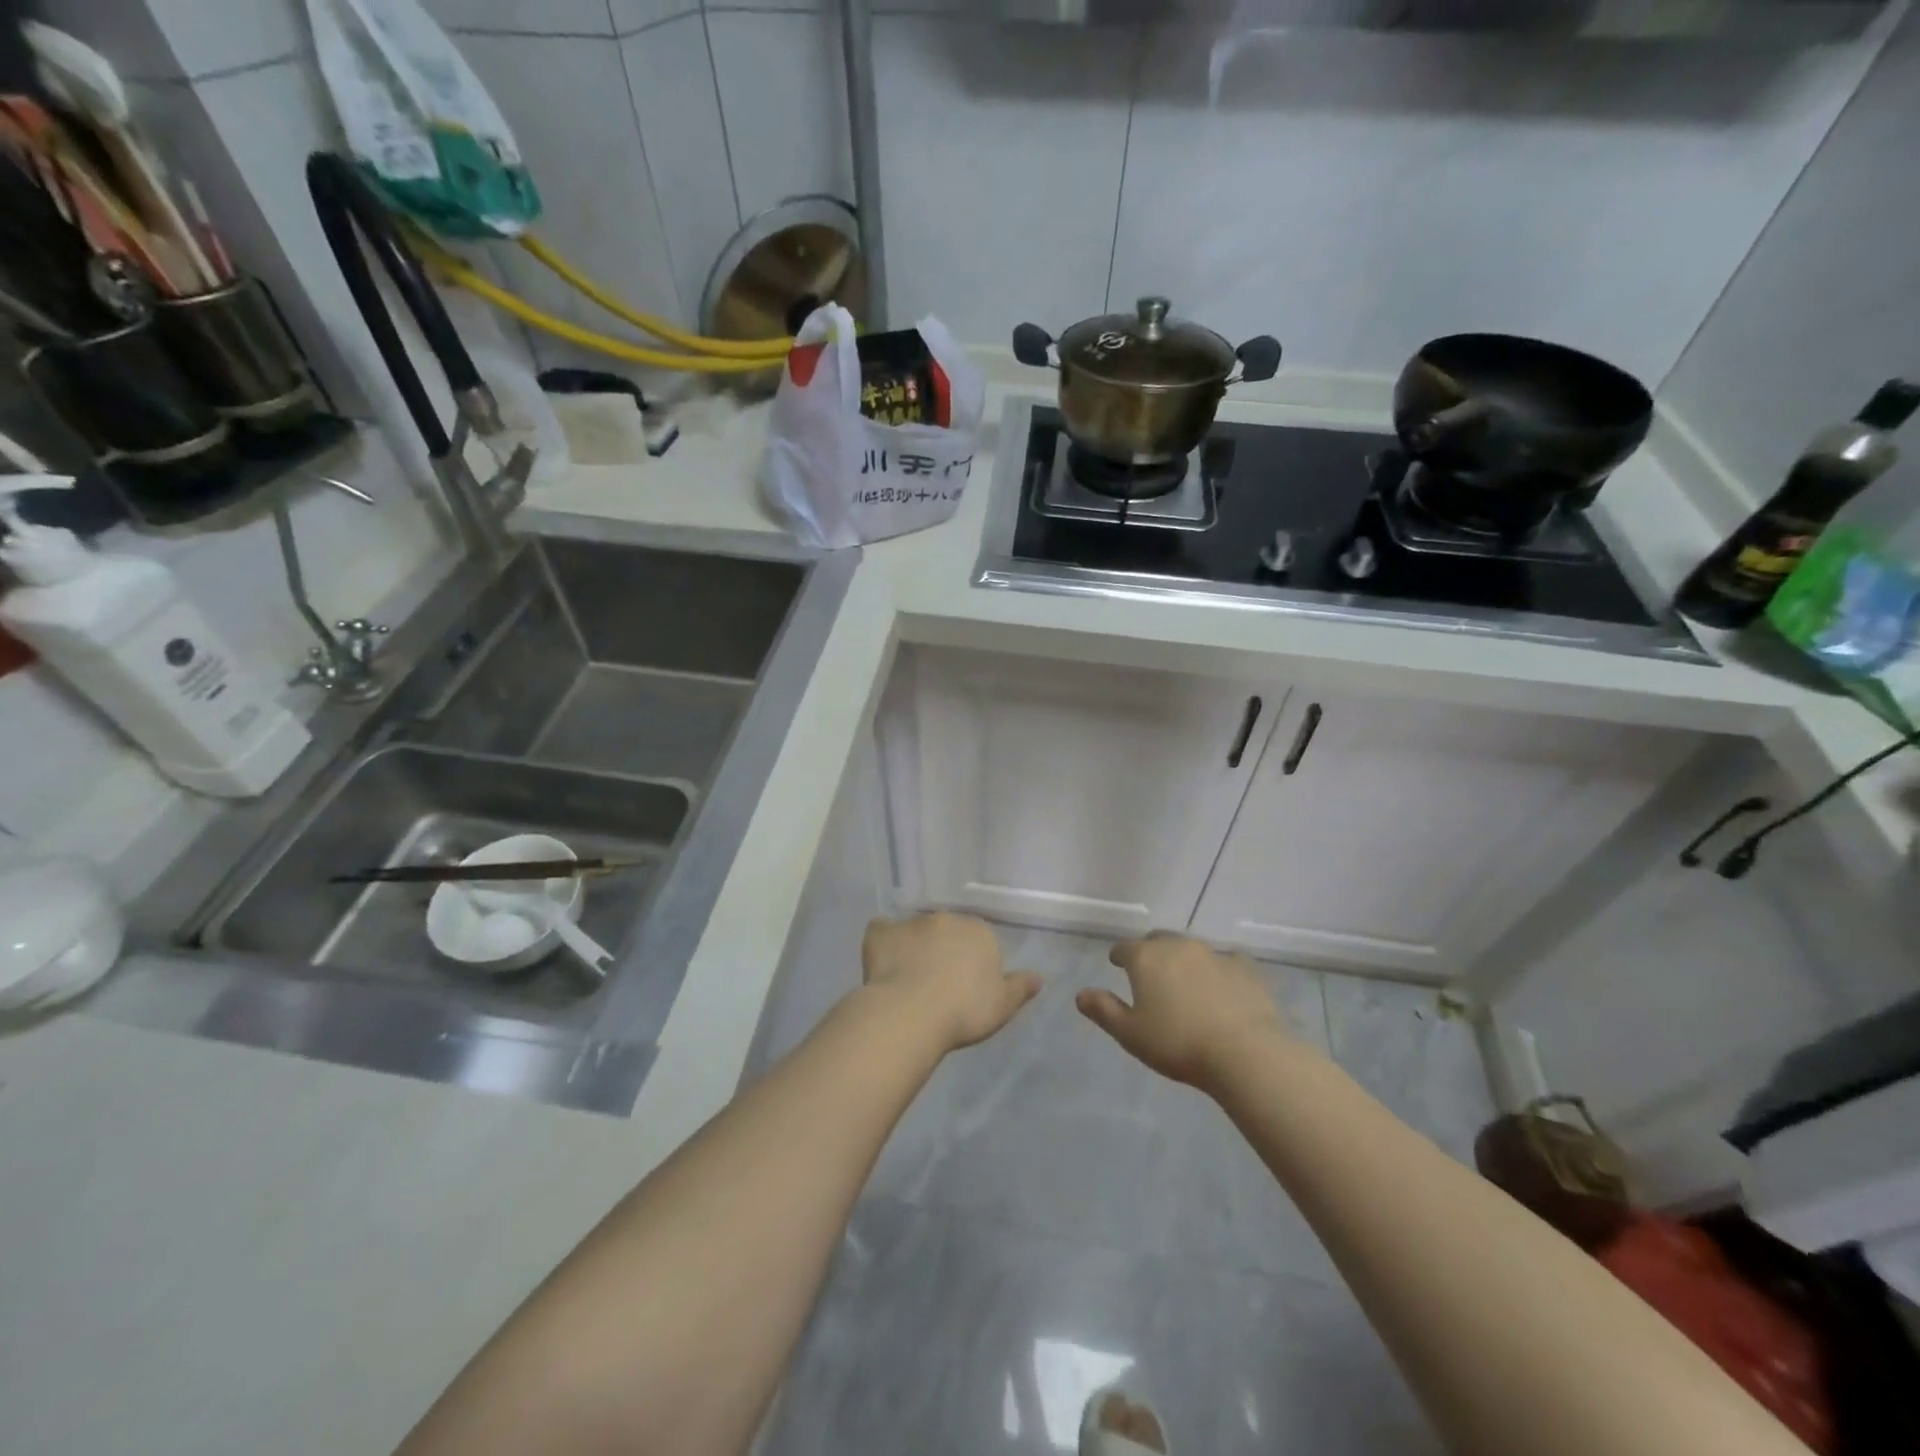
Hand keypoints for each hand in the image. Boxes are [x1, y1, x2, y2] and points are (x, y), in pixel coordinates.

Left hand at [862, 912, 1041, 1052]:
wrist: (911, 1013)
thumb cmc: (964, 1010)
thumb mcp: (1002, 1006)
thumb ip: (1020, 988)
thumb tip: (1039, 977)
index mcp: (978, 932)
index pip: (981, 941)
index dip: (974, 964)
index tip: (968, 990)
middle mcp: (946, 919)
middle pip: (948, 933)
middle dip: (944, 951)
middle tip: (939, 985)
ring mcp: (911, 923)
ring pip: (916, 932)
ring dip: (915, 947)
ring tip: (910, 981)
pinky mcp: (881, 934)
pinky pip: (882, 932)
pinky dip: (883, 943)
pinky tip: (883, 961)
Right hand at [1077, 932, 1291, 1086]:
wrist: (1245, 1051)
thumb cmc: (1178, 1043)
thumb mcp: (1130, 1033)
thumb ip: (1103, 1010)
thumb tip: (1080, 995)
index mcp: (1145, 958)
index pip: (1124, 948)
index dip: (1119, 956)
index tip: (1117, 964)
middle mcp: (1177, 946)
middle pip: (1158, 941)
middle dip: (1150, 952)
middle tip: (1150, 972)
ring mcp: (1213, 953)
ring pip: (1191, 948)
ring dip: (1183, 960)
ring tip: (1184, 981)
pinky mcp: (1244, 967)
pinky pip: (1225, 961)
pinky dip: (1219, 969)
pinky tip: (1222, 986)